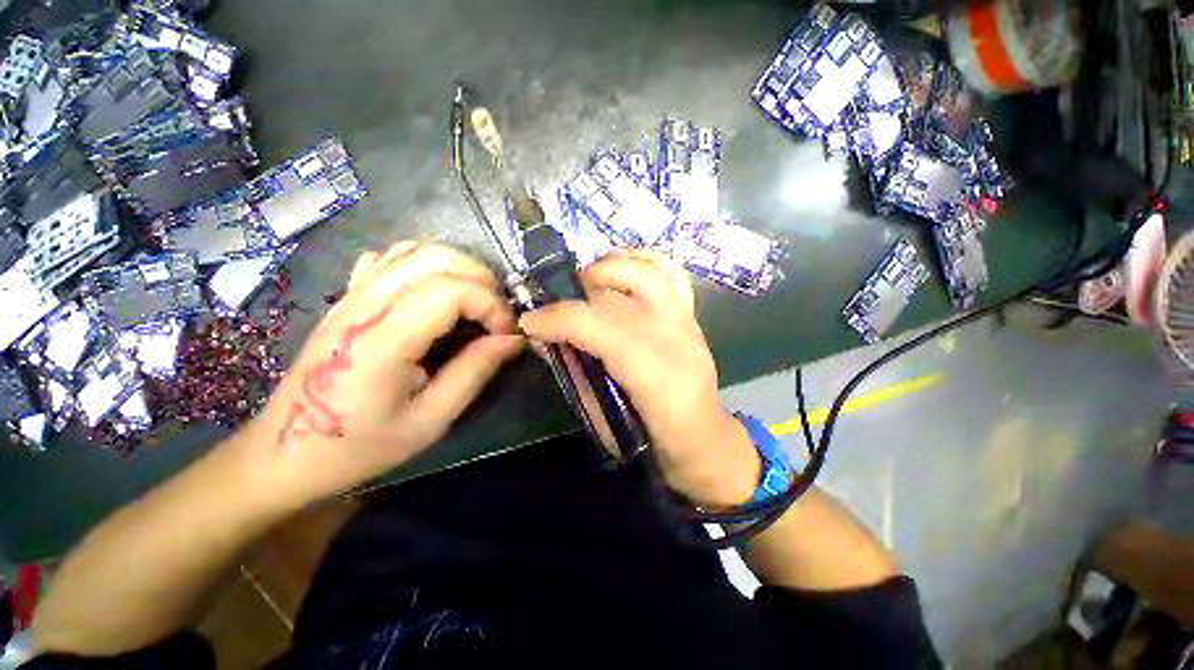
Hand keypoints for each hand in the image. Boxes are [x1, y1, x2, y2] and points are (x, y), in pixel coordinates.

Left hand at [237, 241, 522, 505]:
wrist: (286, 451)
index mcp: (384, 337)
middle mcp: (366, 303)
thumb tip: (513, 339)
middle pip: (438, 258)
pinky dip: (427, 266)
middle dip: (482, 281)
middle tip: (495, 317)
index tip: (506, 333)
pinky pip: (392, 258)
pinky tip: (435, 296)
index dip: (491, 305)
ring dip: (458, 270)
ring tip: (473, 305)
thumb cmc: (361, 444)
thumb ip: (475, 371)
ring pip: (417, 250)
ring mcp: (352, 295)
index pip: (452, 289)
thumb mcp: (431, 419)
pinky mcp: (347, 297)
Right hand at [519, 251, 759, 507]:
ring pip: (648, 270)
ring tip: (587, 281)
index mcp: (655, 375)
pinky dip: (640, 262)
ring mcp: (688, 321)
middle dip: (578, 288)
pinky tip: (620, 271)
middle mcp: (676, 337)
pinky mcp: (692, 315)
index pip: (600, 327)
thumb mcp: (605, 419)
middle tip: (557, 302)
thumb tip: (544, 340)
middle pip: (620, 293)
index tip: (530, 322)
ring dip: (609, 267)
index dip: (558, 318)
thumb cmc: (653, 440)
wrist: (704, 440)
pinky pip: (669, 272)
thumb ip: (575, 374)